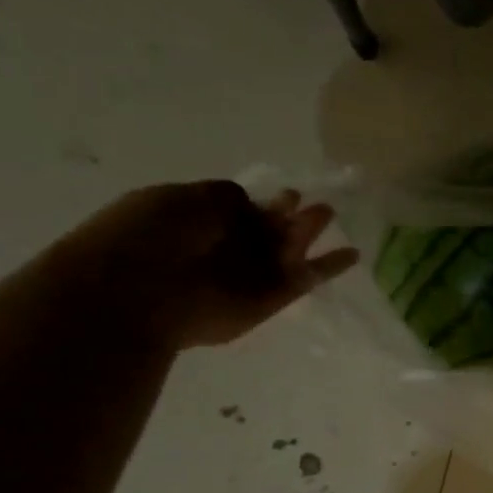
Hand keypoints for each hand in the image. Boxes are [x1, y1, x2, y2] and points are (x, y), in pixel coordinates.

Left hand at [56, 182, 358, 348]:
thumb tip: (253, 202)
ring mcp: (248, 276)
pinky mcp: (270, 301)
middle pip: (266, 229)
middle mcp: (224, 249)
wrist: (139, 293)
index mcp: (197, 221)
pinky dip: (329, 267)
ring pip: (288, 252)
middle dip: (289, 215)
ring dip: (308, 233)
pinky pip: (305, 280)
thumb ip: (225, 196)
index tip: (287, 192)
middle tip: (315, 202)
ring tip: (329, 214)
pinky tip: (353, 255)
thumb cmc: (150, 236)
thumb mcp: (185, 198)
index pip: (238, 208)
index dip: (263, 200)